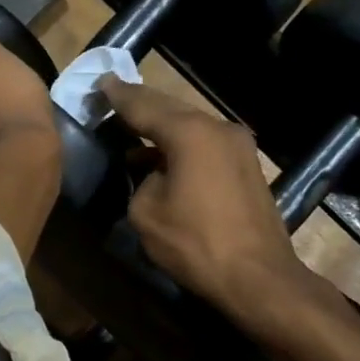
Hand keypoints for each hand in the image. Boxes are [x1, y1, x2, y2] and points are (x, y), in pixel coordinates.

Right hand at [98, 77, 306, 320]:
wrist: (258, 277)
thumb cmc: (196, 244)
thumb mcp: (146, 213)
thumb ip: (141, 181)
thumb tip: (155, 176)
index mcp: (190, 133)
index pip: (144, 106)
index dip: (119, 96)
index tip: (101, 83)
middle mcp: (218, 128)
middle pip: (171, 110)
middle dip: (141, 106)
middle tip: (113, 98)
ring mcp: (238, 147)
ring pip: (191, 128)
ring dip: (162, 131)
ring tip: (132, 133)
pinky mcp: (247, 167)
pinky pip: (205, 146)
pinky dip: (182, 148)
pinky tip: (162, 162)